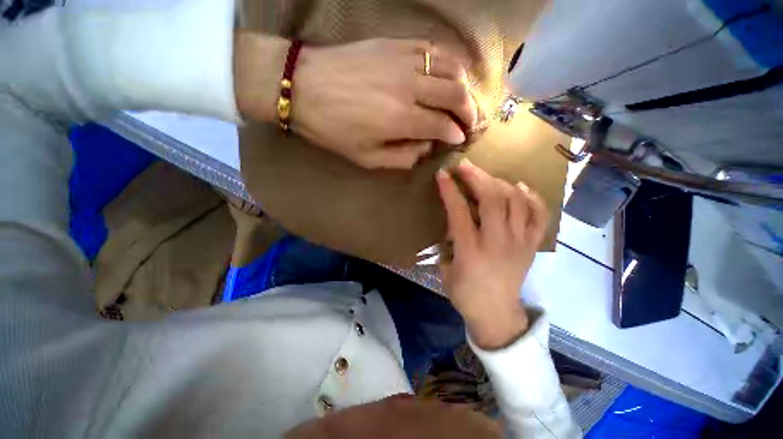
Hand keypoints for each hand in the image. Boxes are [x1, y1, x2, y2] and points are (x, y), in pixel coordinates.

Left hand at [234, 33, 476, 169]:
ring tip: (465, 99)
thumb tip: (426, 149)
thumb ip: (402, 157)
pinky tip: (448, 73)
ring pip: (451, 68)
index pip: (443, 125)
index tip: (460, 140)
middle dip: (470, 110)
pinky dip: (447, 62)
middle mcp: (410, 87)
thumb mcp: (367, 158)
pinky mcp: (395, 44)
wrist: (304, 87)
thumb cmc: (333, 129)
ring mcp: (404, 60)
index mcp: (402, 119)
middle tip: (472, 121)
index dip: (456, 133)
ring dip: (464, 85)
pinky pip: (432, 49)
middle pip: (456, 94)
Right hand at [436, 159, 548, 349]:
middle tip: (465, 166)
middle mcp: (498, 243)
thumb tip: (455, 221)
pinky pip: (538, 216)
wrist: (497, 315)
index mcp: (471, 251)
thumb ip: (450, 242)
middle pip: (492, 200)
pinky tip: (520, 187)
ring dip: (500, 183)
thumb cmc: (466, 294)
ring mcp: (519, 243)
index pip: (459, 212)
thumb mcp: (446, 269)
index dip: (450, 191)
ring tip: (488, 177)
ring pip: (516, 202)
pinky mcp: (531, 246)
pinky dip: (532, 197)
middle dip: (477, 177)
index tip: (442, 175)